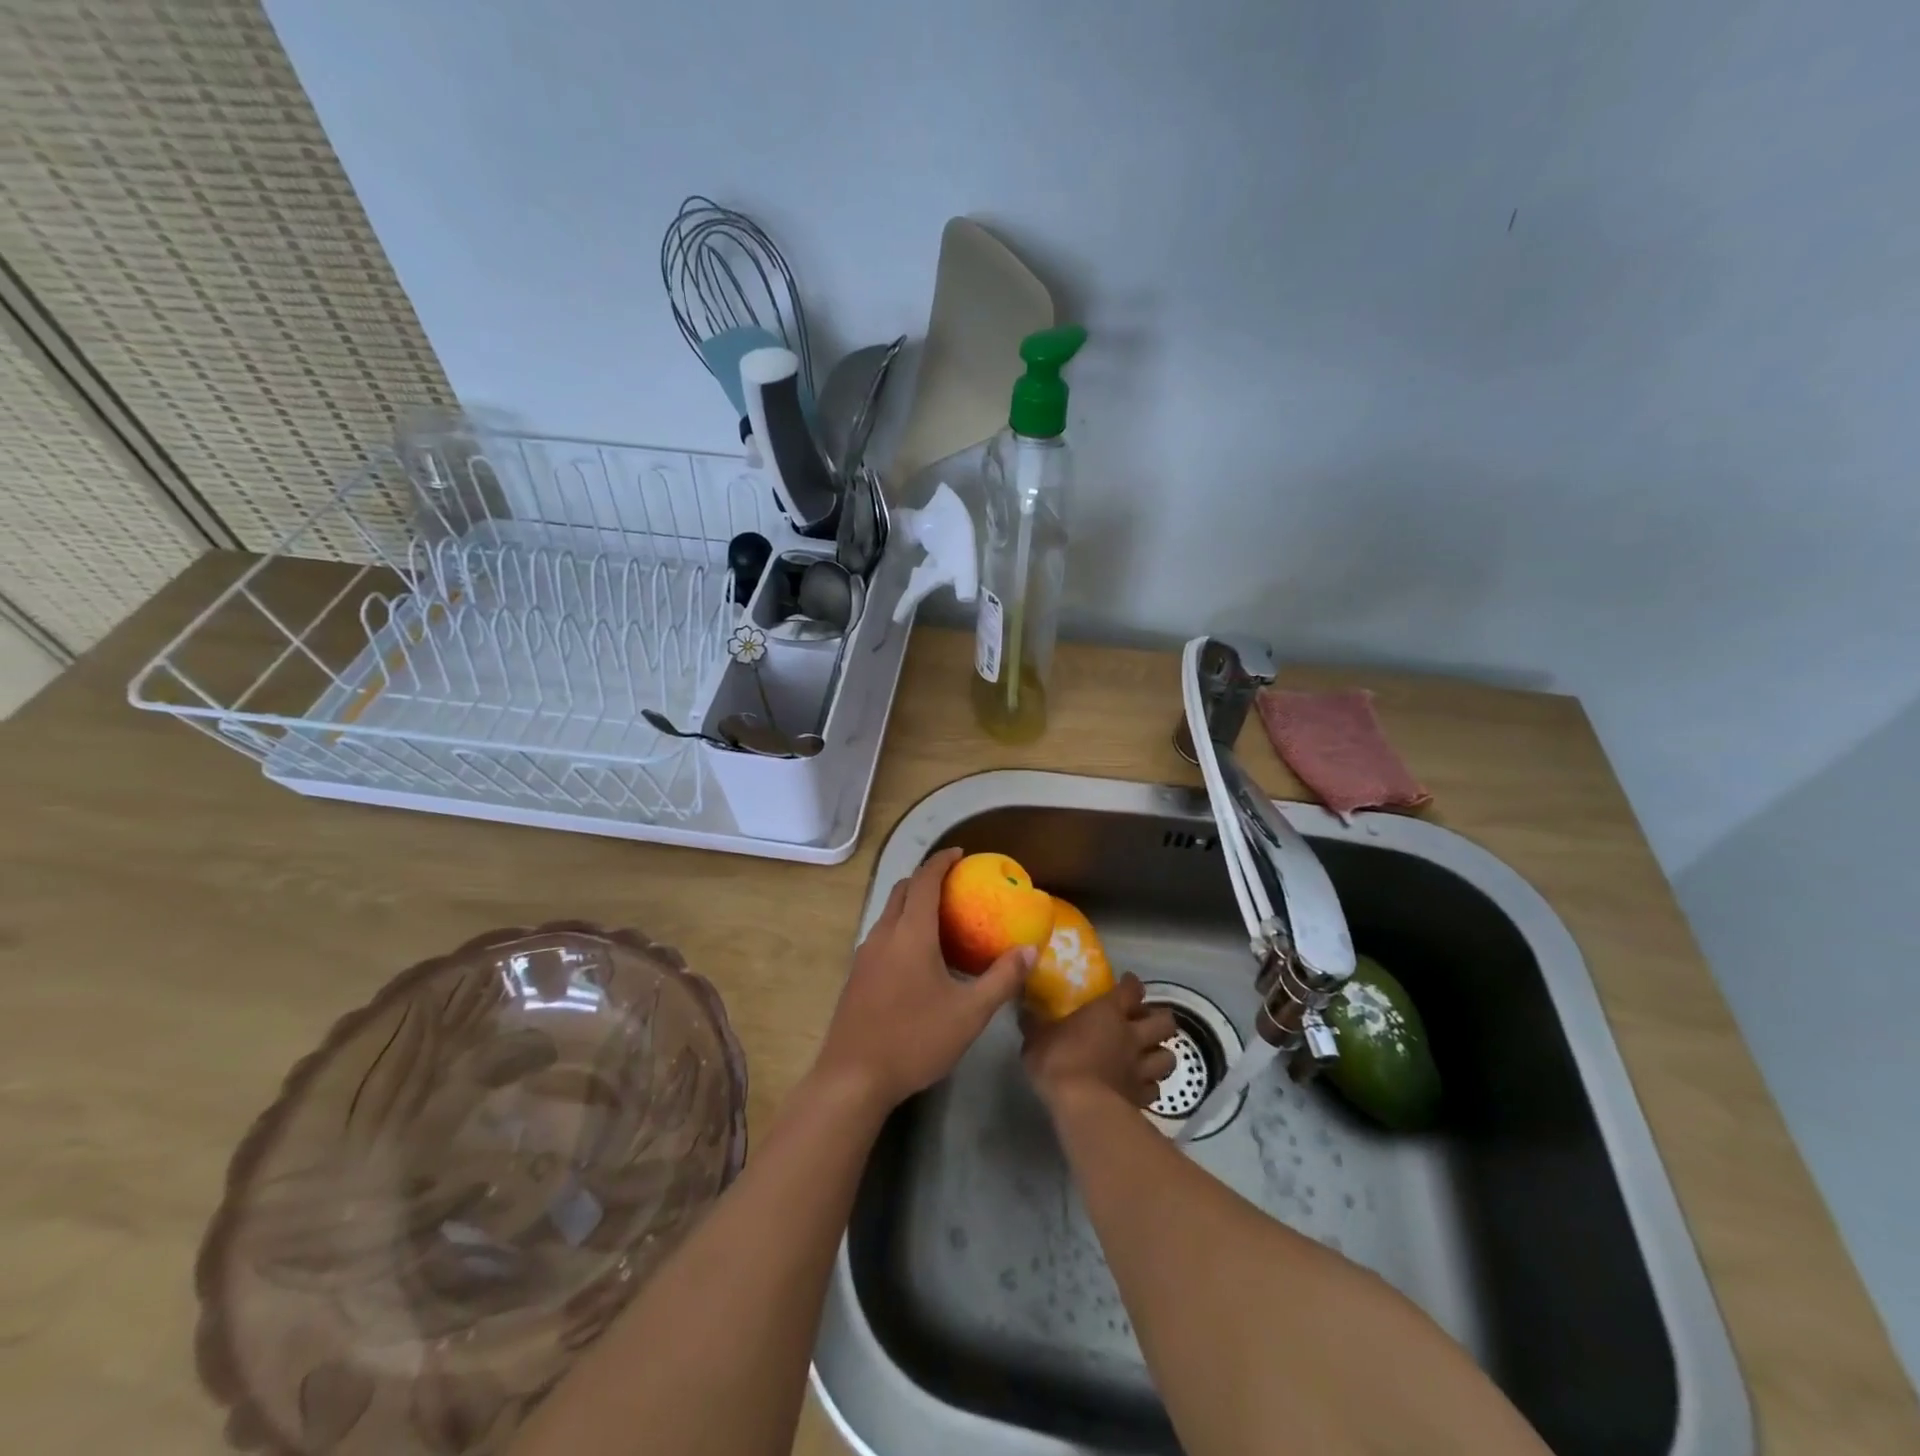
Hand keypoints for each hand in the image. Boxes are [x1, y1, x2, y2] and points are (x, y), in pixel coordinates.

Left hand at [815, 847, 1033, 1110]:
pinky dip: (901, 927)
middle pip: (903, 890)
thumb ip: (1001, 979)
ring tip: (940, 919)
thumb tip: (1030, 951)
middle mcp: (884, 934)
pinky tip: (917, 957)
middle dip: (926, 879)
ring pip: (889, 913)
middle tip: (954, 886)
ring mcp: (865, 955)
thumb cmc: (915, 1039)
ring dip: (911, 904)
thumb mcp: (969, 1013)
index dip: (942, 861)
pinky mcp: (856, 976)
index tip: (960, 854)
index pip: (925, 880)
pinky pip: (882, 935)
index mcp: (911, 933)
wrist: (853, 1078)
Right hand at [1022, 973, 1177, 1109]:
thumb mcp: (1036, 1038)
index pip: (1132, 990)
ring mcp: (1141, 1069)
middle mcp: (1132, 1036)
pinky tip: (1139, 1087)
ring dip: (1161, 1054)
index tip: (1127, 983)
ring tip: (1149, 1055)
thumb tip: (1025, 1010)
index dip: (1132, 985)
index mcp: (1109, 1013)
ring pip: (1168, 1057)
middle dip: (1159, 1019)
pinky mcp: (1142, 1098)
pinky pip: (1155, 1089)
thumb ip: (1035, 1023)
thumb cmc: (1058, 1061)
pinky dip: (1150, 1086)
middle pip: (1164, 1022)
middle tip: (1144, 1021)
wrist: (1081, 1106)